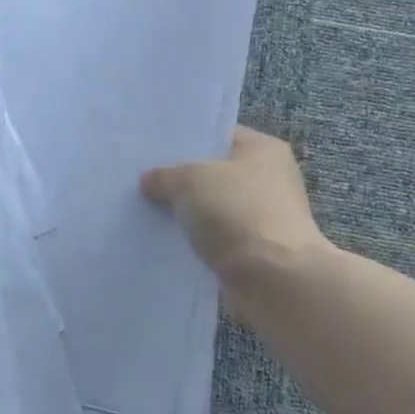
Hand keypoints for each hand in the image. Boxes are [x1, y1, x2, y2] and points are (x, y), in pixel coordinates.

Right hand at [140, 126, 328, 280]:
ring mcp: (263, 217)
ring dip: (186, 214)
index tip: (152, 151)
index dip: (186, 141)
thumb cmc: (236, 212)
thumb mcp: (189, 180)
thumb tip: (150, 180)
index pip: (219, 136)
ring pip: (211, 208)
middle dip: (181, 180)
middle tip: (142, 181)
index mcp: (264, 149)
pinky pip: (215, 238)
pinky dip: (195, 241)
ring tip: (145, 211)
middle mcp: (269, 179)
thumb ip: (165, 176)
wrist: (272, 277)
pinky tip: (165, 240)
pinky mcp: (254, 250)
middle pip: (214, 173)